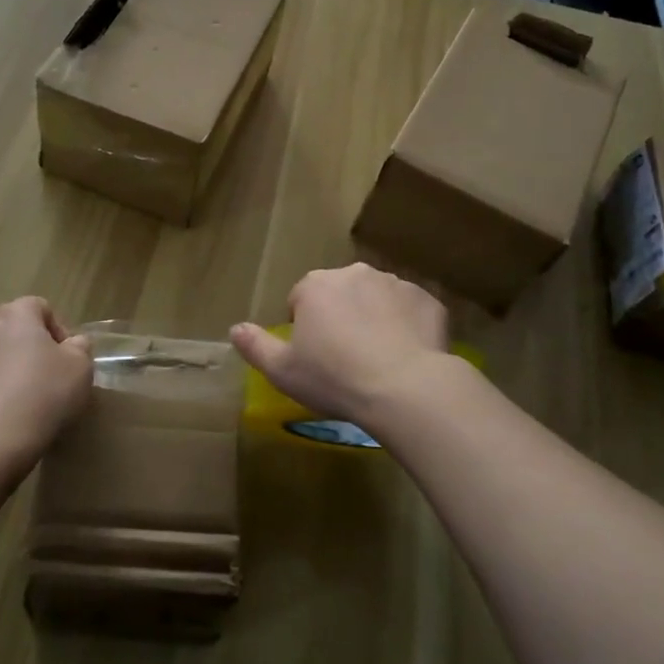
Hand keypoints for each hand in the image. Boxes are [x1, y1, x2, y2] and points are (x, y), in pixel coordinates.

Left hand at [0, 298, 92, 474]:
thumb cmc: (41, 396)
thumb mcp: (80, 369)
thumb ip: (80, 348)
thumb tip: (73, 344)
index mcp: (14, 314)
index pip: (40, 307)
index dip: (58, 331)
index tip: (67, 360)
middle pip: (11, 329)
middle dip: (28, 349)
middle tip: (46, 380)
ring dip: (4, 370)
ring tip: (21, 404)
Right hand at [230, 264, 448, 429]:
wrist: (406, 389)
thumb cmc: (335, 378)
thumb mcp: (283, 371)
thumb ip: (255, 346)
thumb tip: (235, 329)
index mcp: (316, 285)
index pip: (301, 299)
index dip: (305, 328)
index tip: (314, 357)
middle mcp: (355, 273)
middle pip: (340, 293)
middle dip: (340, 317)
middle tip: (345, 358)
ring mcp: (396, 284)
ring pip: (377, 299)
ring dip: (374, 318)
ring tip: (378, 359)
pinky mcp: (429, 301)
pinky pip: (411, 311)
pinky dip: (407, 327)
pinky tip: (407, 356)